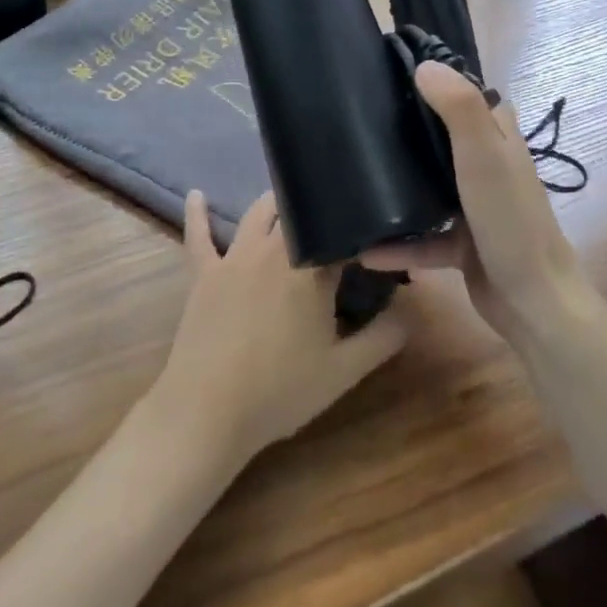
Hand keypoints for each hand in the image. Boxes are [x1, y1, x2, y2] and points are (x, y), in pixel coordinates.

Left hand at [153, 189, 407, 468]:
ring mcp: (234, 258)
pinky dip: (197, 213)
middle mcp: (273, 249)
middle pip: (299, 213)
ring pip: (257, 214)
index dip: (363, 235)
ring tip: (291, 197)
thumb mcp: (344, 371)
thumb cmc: (279, 391)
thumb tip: (410, 310)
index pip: (342, 236)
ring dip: (276, 202)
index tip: (378, 239)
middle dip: (319, 208)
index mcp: (311, 268)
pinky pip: (198, 235)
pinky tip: (196, 194)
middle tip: (335, 214)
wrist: (207, 412)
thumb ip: (383, 337)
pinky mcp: (203, 273)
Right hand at [362, 62, 600, 348]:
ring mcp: (476, 206)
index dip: (434, 83)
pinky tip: (365, 250)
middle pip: (441, 138)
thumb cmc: (509, 220)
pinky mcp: (464, 244)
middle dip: (406, 131)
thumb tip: (424, 66)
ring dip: (400, 186)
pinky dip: (399, 244)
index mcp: (498, 138)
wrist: (533, 301)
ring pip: (430, 187)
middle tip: (359, 125)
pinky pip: (424, 238)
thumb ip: (458, 109)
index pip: (465, 96)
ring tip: (355, 179)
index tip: (387, 76)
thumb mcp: (484, 157)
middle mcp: (488, 165)